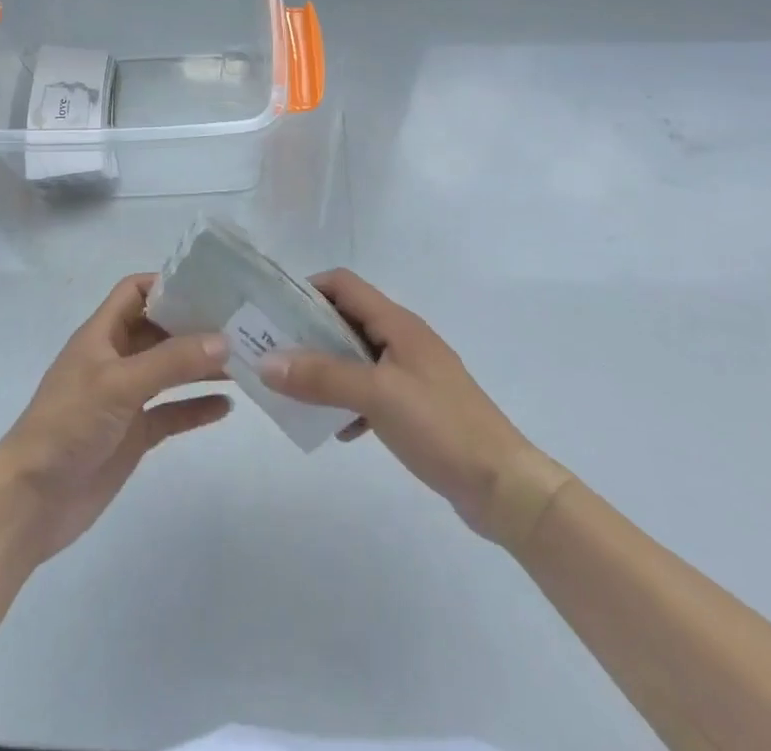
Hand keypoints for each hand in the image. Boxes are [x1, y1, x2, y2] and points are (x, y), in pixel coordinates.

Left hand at [0, 274, 230, 562]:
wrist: (31, 501)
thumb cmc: (68, 424)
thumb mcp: (119, 384)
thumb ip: (171, 361)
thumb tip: (223, 339)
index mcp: (102, 334)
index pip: (135, 292)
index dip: (168, 284)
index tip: (210, 287)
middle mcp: (115, 359)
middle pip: (159, 330)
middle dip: (195, 325)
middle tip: (241, 324)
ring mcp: (125, 398)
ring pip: (169, 371)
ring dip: (201, 365)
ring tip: (244, 362)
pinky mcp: (133, 435)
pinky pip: (171, 412)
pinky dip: (196, 407)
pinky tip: (227, 406)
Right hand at [258, 270, 571, 546]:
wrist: (505, 486)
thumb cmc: (441, 426)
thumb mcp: (376, 395)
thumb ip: (321, 377)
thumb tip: (266, 362)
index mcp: (397, 323)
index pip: (343, 284)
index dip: (308, 290)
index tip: (274, 313)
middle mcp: (403, 339)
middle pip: (346, 319)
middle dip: (308, 332)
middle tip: (273, 354)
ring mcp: (412, 373)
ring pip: (356, 357)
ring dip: (326, 369)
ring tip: (295, 392)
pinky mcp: (417, 406)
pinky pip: (371, 390)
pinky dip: (350, 401)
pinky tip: (340, 430)